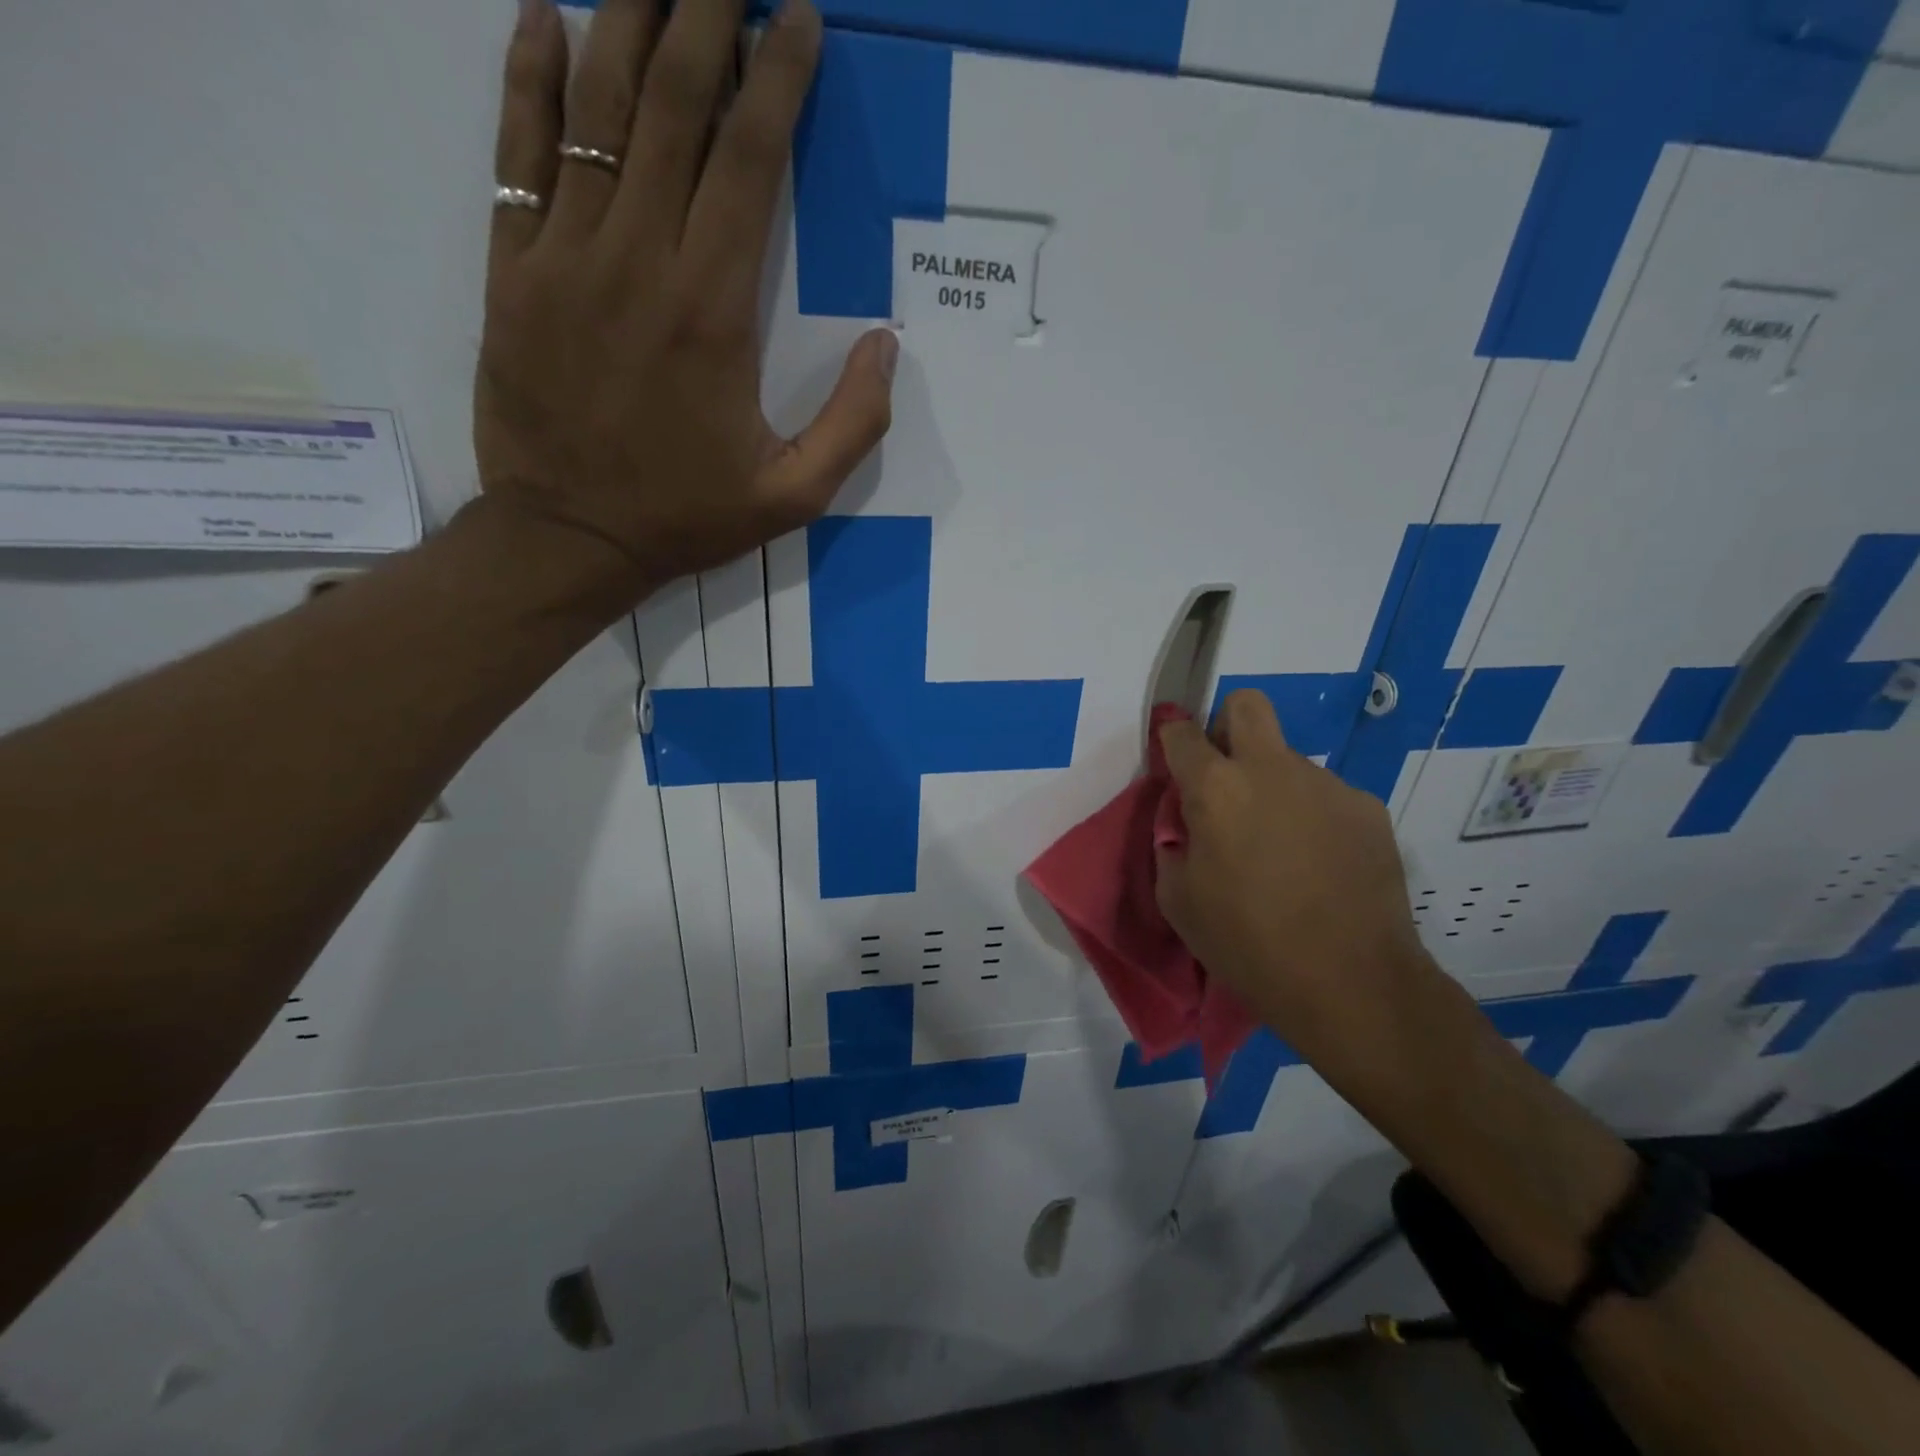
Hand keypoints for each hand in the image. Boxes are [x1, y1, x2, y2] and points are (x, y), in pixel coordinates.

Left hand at [473, 0, 895, 602]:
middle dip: (705, 15)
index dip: (778, 79)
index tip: (798, 19)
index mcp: (713, 314)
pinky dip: (529, 79)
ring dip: (628, 22)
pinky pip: (514, 152)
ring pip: (595, 110)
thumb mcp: (793, 496)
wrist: (570, 539)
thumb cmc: (687, 517)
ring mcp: (564, 258)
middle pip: (674, 108)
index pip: (749, 163)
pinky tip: (545, 19)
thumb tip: (885, 344)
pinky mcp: (510, 271)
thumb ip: (852, 425)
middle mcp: (638, 262)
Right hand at [1155, 690, 1432, 1051]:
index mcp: (1217, 788)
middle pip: (1247, 706)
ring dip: (1273, 786)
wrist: (1350, 982)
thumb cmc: (1247, 943)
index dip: (1171, 741)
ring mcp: (1326, 784)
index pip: (1182, 733)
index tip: (1173, 763)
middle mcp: (1272, 769)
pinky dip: (1312, 816)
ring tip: (1282, 848)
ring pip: (1288, 760)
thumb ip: (1173, 844)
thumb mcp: (1178, 899)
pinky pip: (1325, 796)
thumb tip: (1187, 823)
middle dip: (1226, 726)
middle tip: (1225, 777)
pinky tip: (1320, 864)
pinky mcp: (1367, 808)